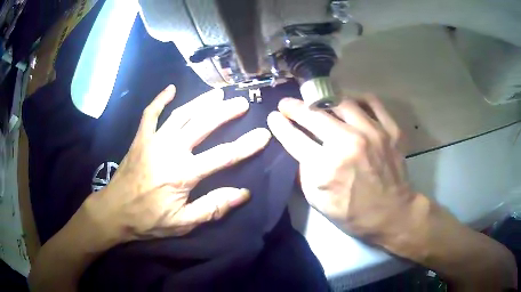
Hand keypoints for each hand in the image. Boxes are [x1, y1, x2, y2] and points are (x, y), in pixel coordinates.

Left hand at [85, 85, 270, 242]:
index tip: (263, 135)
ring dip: (200, 102)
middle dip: (225, 112)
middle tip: (241, 102)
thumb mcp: (183, 223)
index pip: (222, 156)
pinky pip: (150, 114)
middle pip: (202, 125)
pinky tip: (170, 89)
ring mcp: (152, 141)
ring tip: (217, 93)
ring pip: (181, 115)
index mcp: (182, 174)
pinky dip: (160, 100)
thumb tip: (243, 193)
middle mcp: (169, 151)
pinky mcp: (140, 139)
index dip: (246, 145)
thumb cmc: (148, 220)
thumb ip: (212, 207)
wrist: (114, 211)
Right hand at [267, 96, 414, 241]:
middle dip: (295, 107)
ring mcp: (374, 133)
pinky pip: (373, 102)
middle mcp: (350, 143)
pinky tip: (351, 102)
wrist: (392, 214)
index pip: (295, 138)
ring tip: (317, 102)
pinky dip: (359, 99)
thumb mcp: (319, 202)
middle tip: (287, 104)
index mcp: (328, 167)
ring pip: (342, 102)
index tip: (273, 117)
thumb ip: (305, 173)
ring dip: (324, 100)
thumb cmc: (354, 214)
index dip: (280, 125)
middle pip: (314, 116)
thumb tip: (299, 149)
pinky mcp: (391, 130)